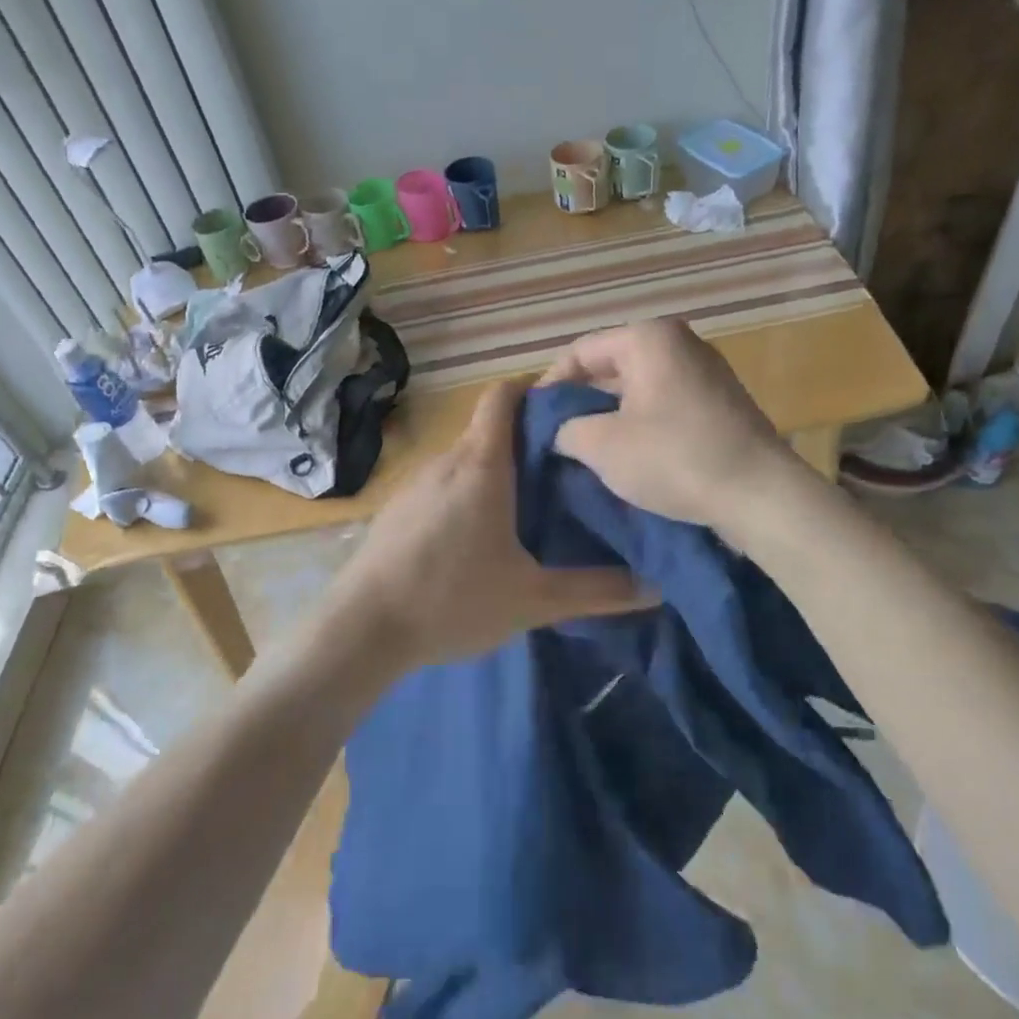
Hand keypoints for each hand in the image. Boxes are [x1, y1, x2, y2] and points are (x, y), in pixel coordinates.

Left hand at [326, 378, 647, 674]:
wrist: (361, 629)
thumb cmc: (452, 600)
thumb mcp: (533, 599)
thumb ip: (596, 591)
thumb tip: (657, 587)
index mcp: (481, 465)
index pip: (504, 395)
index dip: (534, 389)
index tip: (568, 408)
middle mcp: (446, 461)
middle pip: (489, 429)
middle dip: (527, 439)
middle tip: (567, 468)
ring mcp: (415, 484)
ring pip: (465, 459)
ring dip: (496, 469)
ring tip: (531, 502)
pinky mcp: (397, 509)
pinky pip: (442, 484)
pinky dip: (467, 491)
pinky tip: (480, 534)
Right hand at [539, 319, 801, 526]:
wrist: (758, 495)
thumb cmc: (673, 458)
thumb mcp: (600, 445)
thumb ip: (565, 429)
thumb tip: (561, 432)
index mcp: (648, 338)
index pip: (580, 351)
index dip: (550, 385)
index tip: (533, 420)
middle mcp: (679, 343)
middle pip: (610, 368)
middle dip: (581, 403)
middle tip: (556, 438)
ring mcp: (705, 372)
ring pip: (638, 389)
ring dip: (609, 417)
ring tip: (586, 451)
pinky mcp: (720, 403)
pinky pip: (664, 405)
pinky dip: (640, 425)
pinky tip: (627, 457)